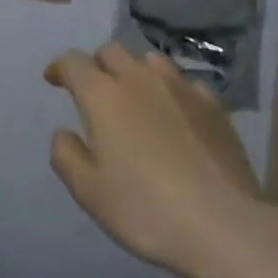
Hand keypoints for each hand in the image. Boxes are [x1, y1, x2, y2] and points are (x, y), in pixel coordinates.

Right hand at [45, 42, 264, 276]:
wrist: (223, 225)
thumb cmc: (146, 209)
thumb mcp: (89, 192)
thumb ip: (67, 156)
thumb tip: (64, 132)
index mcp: (102, 95)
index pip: (73, 62)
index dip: (60, 67)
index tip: (54, 79)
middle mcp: (138, 78)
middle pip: (111, 52)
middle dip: (97, 65)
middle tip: (96, 91)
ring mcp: (180, 87)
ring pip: (150, 60)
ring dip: (136, 71)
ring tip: (137, 97)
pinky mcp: (213, 105)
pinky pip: (185, 83)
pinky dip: (173, 91)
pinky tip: (177, 114)